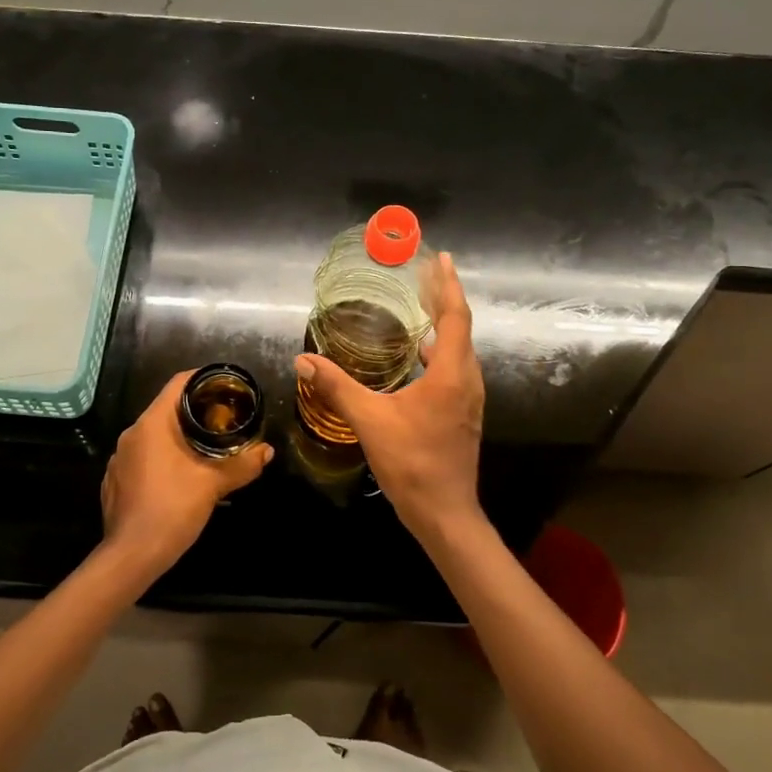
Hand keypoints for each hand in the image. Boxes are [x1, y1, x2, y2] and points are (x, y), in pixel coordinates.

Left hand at [100, 370, 272, 580]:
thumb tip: (267, 451)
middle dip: (195, 412)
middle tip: (223, 420)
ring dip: (178, 438)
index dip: (202, 379)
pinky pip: (142, 458)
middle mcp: (131, 434)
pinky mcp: (115, 481)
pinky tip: (178, 479)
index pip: (177, 384)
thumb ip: (242, 465)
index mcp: (152, 424)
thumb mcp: (213, 485)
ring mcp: (119, 458)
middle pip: (166, 410)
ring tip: (205, 450)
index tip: (224, 386)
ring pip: (153, 436)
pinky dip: (162, 459)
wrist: (131, 556)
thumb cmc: (172, 509)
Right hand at [294, 251, 484, 544]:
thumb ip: (337, 387)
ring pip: (459, 349)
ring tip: (420, 306)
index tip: (440, 259)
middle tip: (424, 275)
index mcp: (450, 374)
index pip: (455, 316)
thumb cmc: (411, 463)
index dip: (447, 285)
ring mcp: (468, 398)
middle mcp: (467, 379)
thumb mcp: (369, 421)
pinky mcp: (462, 413)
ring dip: (443, 325)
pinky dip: (439, 350)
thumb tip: (303, 360)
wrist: (444, 513)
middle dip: (443, 298)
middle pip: (460, 328)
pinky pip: (454, 367)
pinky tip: (417, 355)